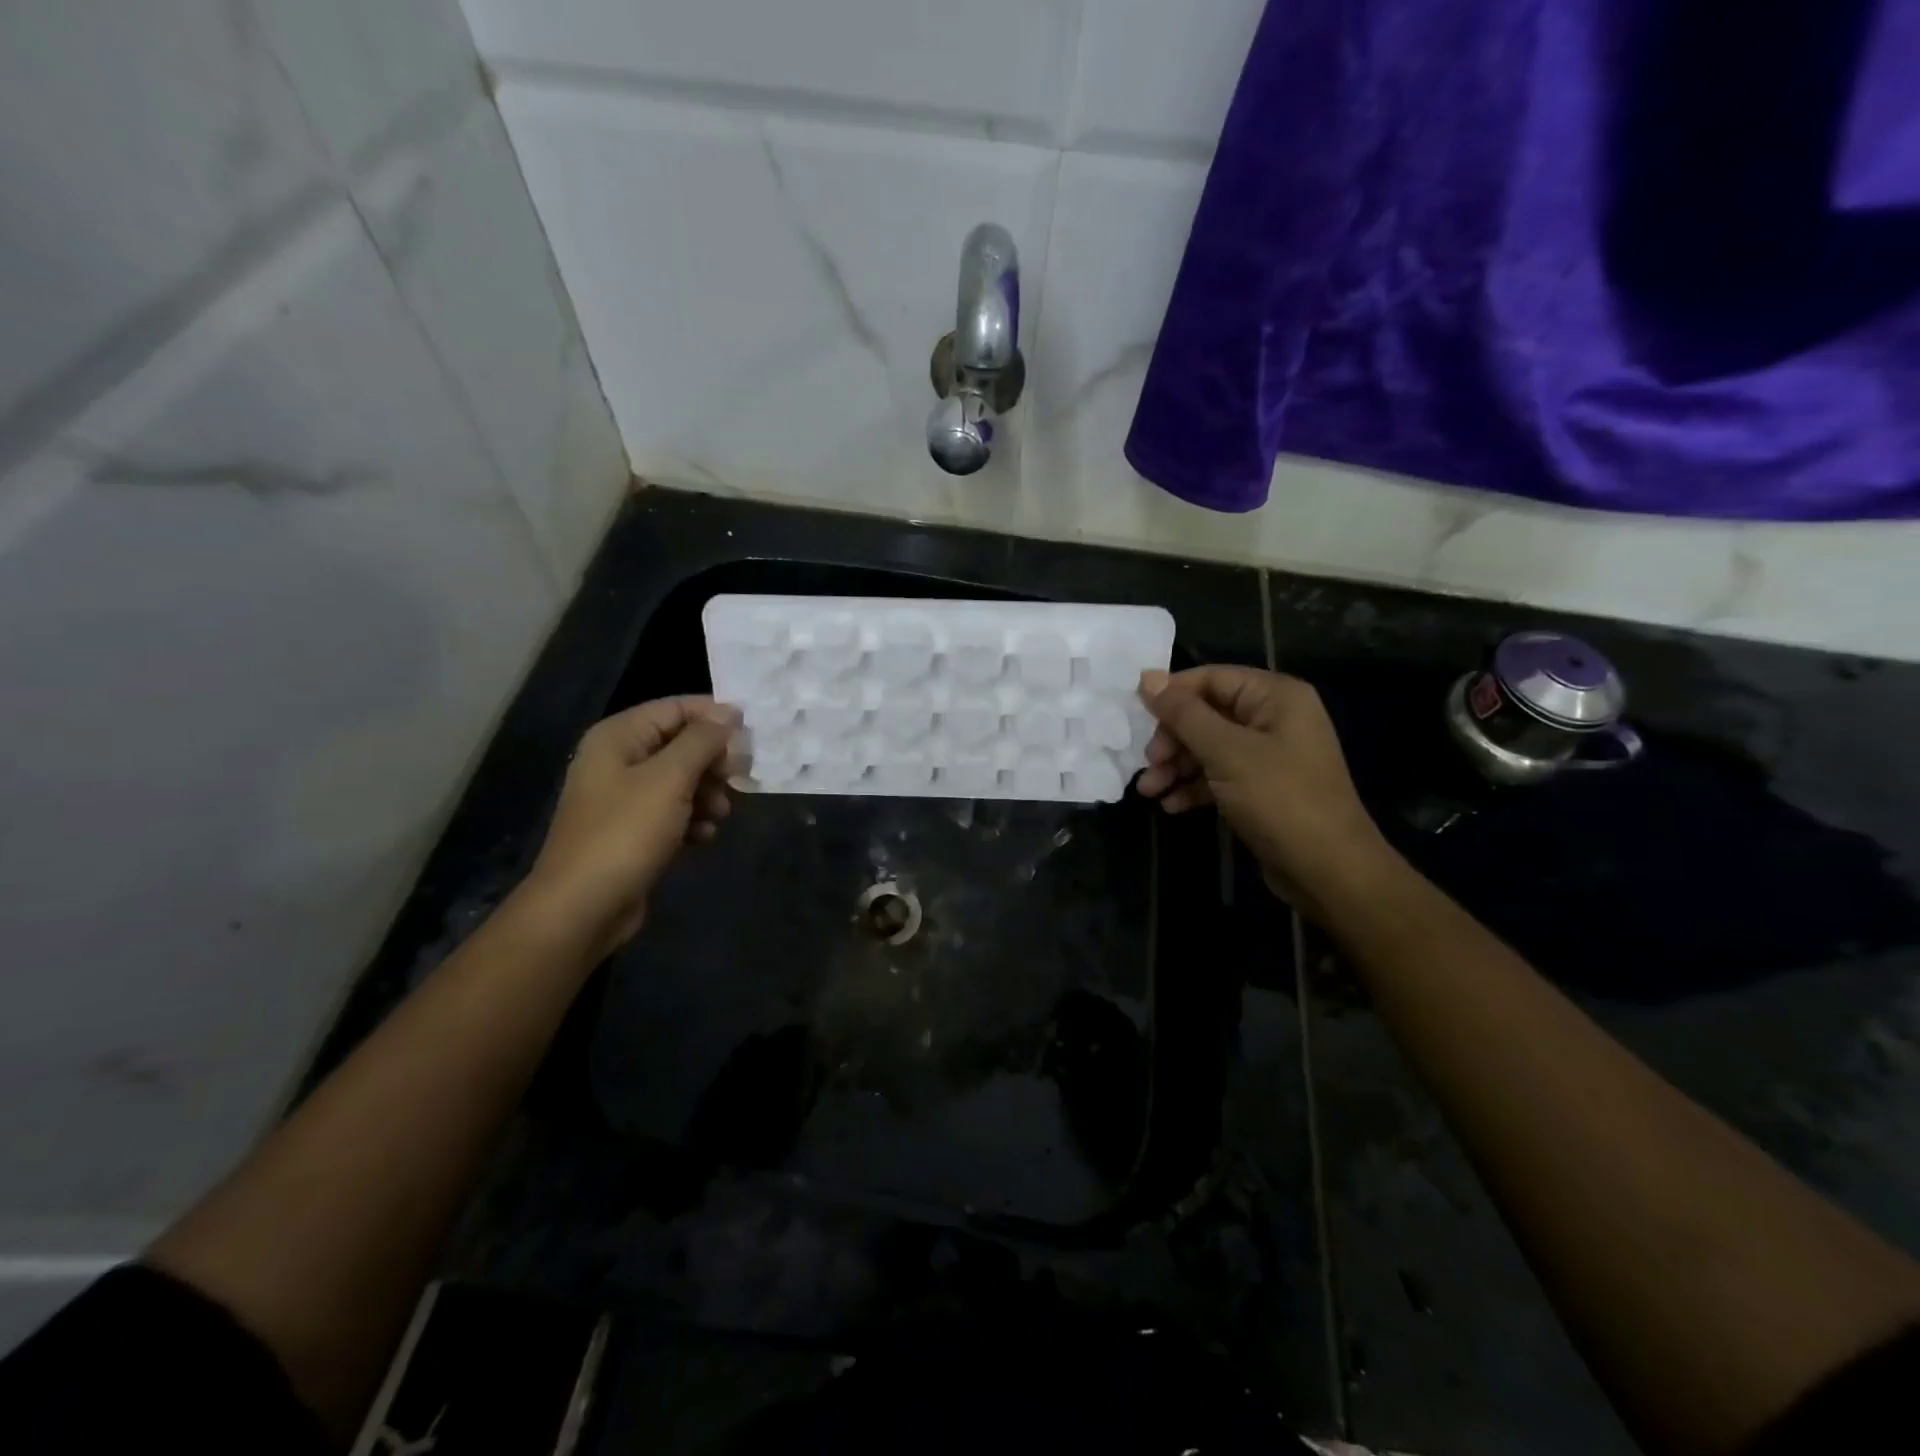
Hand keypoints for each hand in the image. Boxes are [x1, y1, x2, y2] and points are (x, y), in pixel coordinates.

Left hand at [518, 696, 740, 954]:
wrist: (583, 907)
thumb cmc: (626, 833)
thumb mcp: (670, 779)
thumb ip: (702, 740)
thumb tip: (730, 713)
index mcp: (619, 736)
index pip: (676, 707)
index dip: (715, 716)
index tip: (752, 735)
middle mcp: (618, 759)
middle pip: (680, 744)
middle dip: (713, 760)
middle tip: (740, 777)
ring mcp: (623, 797)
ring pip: (681, 780)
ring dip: (707, 793)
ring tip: (721, 814)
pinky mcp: (632, 830)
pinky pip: (672, 812)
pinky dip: (692, 819)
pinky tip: (703, 837)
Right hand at [1135, 667, 1390, 916]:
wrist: (1328, 870)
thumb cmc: (1279, 799)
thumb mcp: (1226, 751)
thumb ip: (1184, 713)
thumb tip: (1146, 677)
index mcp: (1275, 696)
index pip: (1211, 678)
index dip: (1171, 695)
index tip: (1136, 718)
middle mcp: (1273, 718)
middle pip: (1206, 714)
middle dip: (1172, 740)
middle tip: (1149, 765)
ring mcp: (1268, 755)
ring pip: (1208, 748)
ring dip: (1176, 767)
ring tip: (1149, 791)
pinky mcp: (1260, 788)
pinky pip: (1218, 775)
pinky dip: (1194, 787)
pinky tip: (1171, 805)